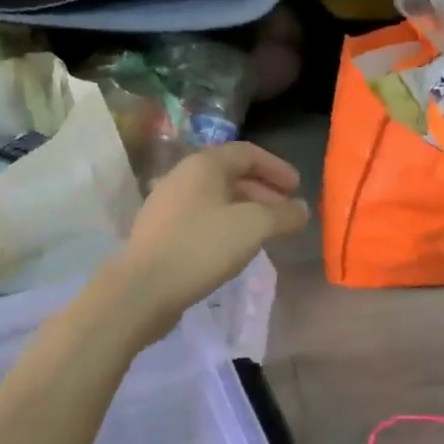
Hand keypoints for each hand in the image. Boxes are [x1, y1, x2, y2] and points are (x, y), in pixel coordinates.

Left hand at [110, 143, 310, 337]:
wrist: (142, 290)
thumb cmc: (202, 247)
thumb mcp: (254, 227)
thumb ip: (284, 215)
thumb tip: (301, 210)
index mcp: (204, 165)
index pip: (248, 153)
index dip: (277, 168)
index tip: (298, 188)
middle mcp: (182, 176)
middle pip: (231, 174)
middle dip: (264, 191)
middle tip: (286, 212)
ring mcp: (167, 205)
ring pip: (216, 198)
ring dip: (246, 209)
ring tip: (266, 231)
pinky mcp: (160, 232)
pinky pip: (202, 218)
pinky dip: (226, 224)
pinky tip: (235, 247)